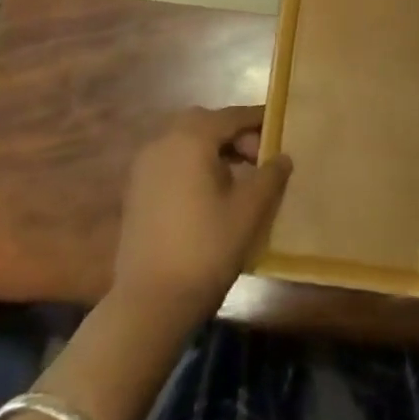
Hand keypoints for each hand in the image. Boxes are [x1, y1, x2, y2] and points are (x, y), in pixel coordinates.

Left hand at [112, 106, 291, 323]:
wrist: (150, 302)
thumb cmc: (206, 249)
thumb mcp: (248, 211)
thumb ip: (270, 176)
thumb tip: (283, 157)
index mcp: (191, 138)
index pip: (231, 116)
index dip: (257, 120)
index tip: (280, 127)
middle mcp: (163, 142)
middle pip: (205, 123)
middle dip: (233, 133)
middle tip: (258, 158)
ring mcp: (144, 166)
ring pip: (185, 141)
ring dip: (212, 149)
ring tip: (237, 178)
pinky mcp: (136, 190)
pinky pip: (170, 161)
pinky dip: (192, 164)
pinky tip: (209, 194)